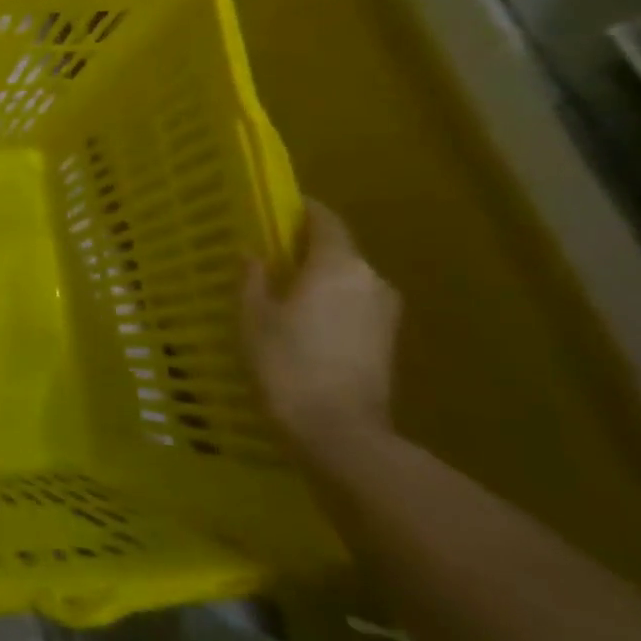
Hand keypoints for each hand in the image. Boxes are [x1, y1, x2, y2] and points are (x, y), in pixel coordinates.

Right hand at [242, 201, 400, 454]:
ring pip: (348, 280)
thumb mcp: (253, 316)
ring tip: (283, 292)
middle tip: (269, 256)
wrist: (339, 431)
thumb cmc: (286, 363)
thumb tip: (253, 253)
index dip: (302, 211)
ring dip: (320, 279)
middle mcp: (370, 279)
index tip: (277, 210)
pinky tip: (304, 322)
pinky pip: (355, 306)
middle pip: (339, 250)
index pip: (325, 220)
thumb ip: (253, 278)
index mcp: (338, 264)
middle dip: (306, 249)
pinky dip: (331, 304)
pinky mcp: (387, 341)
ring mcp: (385, 312)